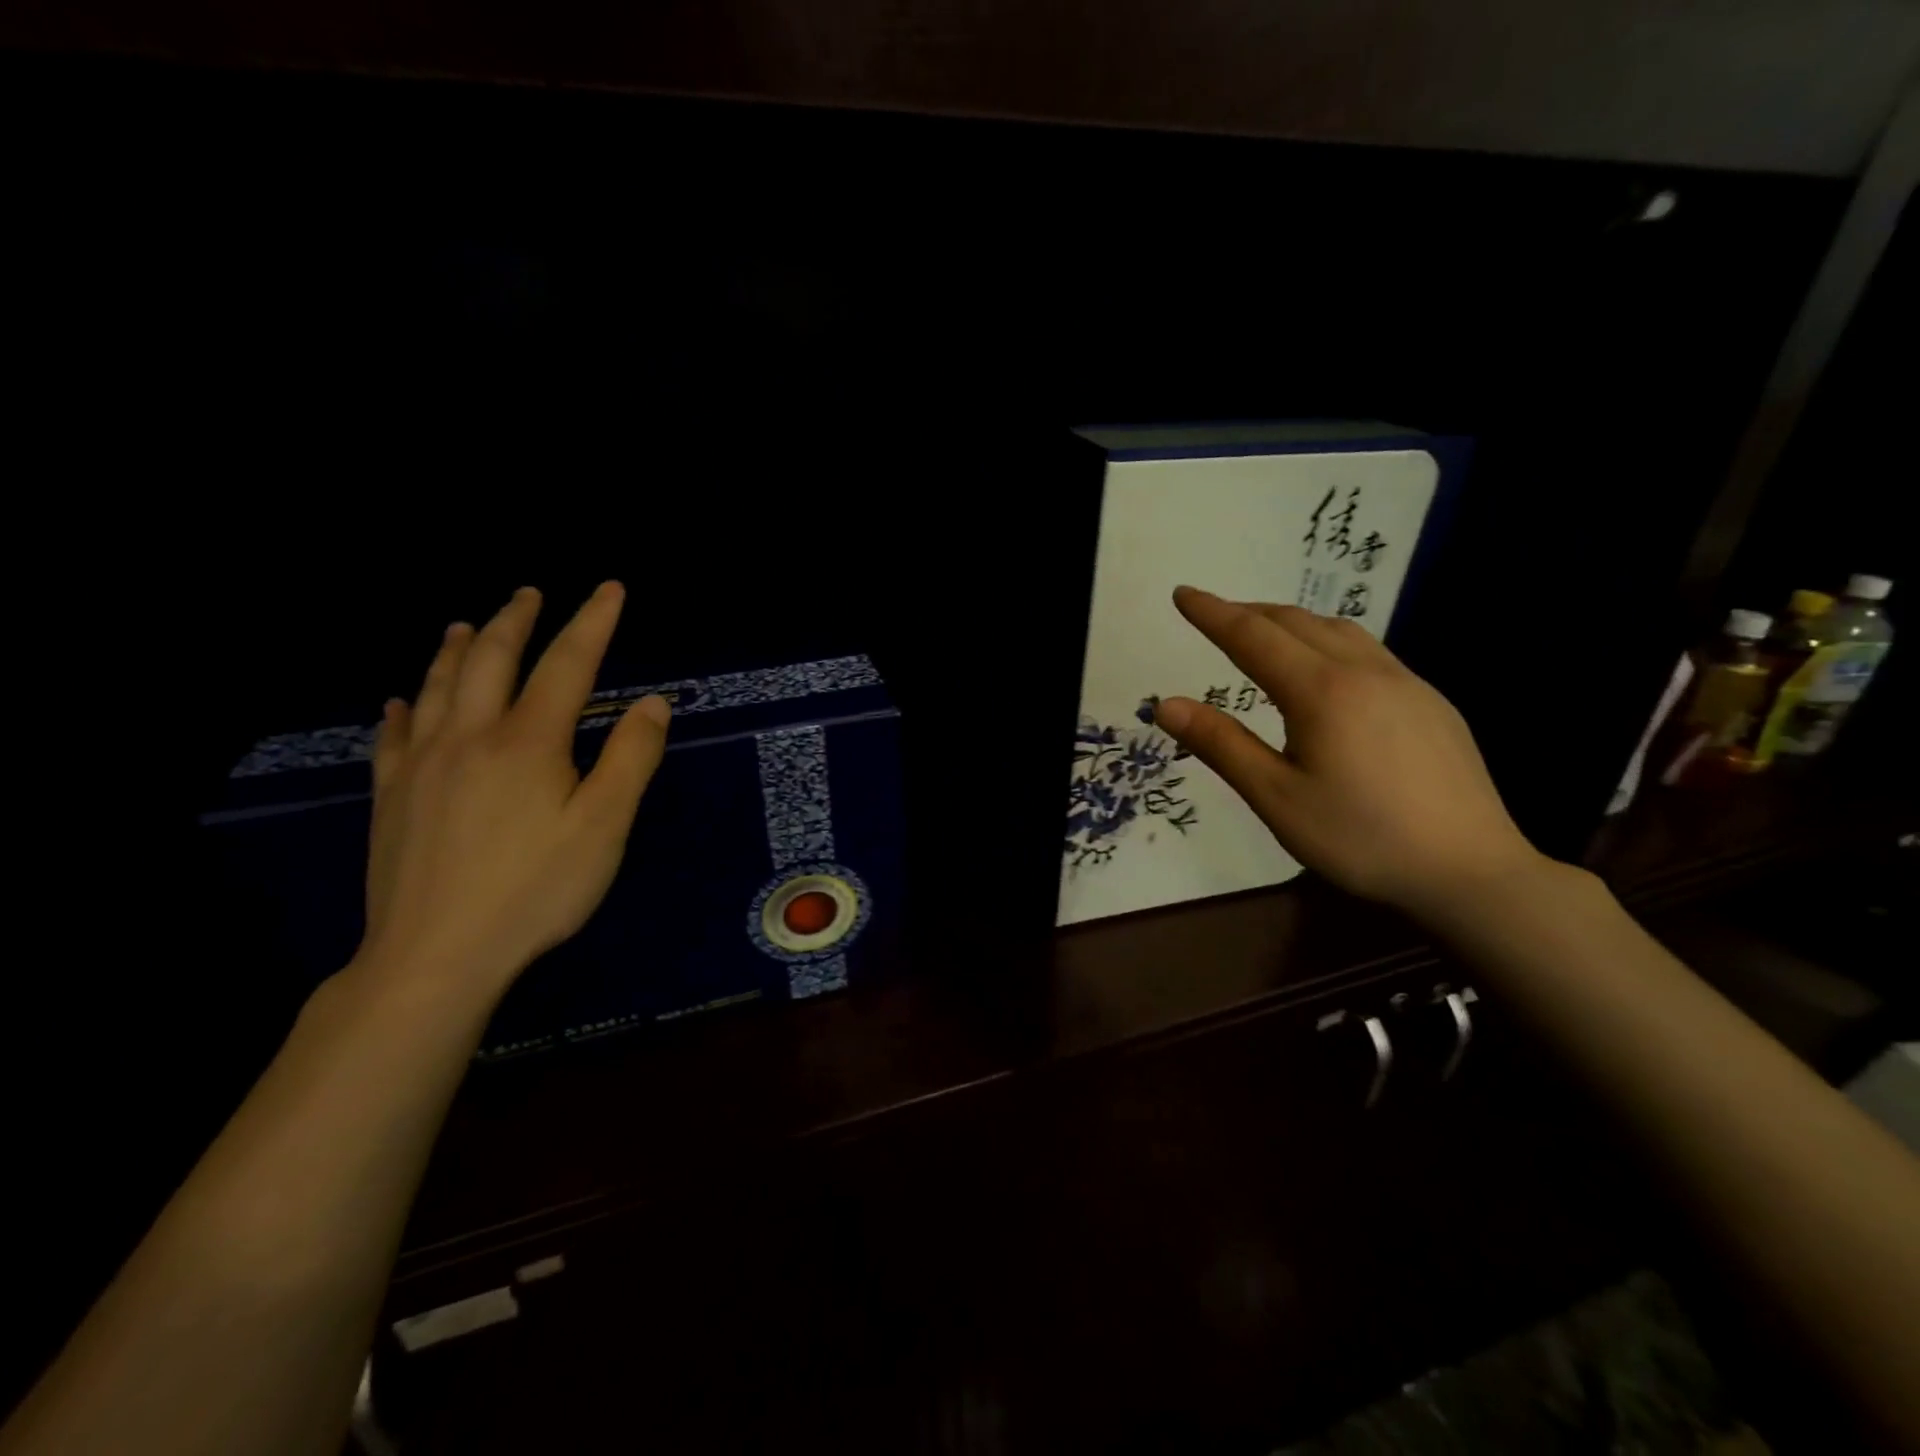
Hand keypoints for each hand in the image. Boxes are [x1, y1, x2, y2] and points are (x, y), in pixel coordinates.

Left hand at [357, 582, 670, 998]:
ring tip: (467, 624)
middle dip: (517, 620)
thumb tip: (652, 702)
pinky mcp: (392, 797)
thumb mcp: (604, 826)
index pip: (568, 665)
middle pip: (492, 661)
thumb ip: (631, 758)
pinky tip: (402, 702)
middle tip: (530, 592)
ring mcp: (422, 765)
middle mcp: (470, 737)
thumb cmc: (535, 889)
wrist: (435, 954)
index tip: (610, 589)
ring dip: (456, 649)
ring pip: (438, 687)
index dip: (592, 622)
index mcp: (529, 741)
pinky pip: (394, 736)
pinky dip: (404, 708)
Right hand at [1154, 586, 1544, 917]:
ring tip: (1263, 634)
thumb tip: (1165, 704)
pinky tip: (1326, 671)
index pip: (1252, 636)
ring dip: (1290, 622)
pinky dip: (1327, 641)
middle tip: (1212, 614)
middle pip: (1296, 622)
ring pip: (1338, 630)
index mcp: (1321, 691)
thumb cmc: (1360, 838)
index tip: (1182, 593)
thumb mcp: (1275, 797)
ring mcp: (1406, 683)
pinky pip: (1368, 651)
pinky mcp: (1431, 702)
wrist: (1471, 870)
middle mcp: (1364, 671)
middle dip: (1248, 612)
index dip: (1212, 613)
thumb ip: (1220, 745)